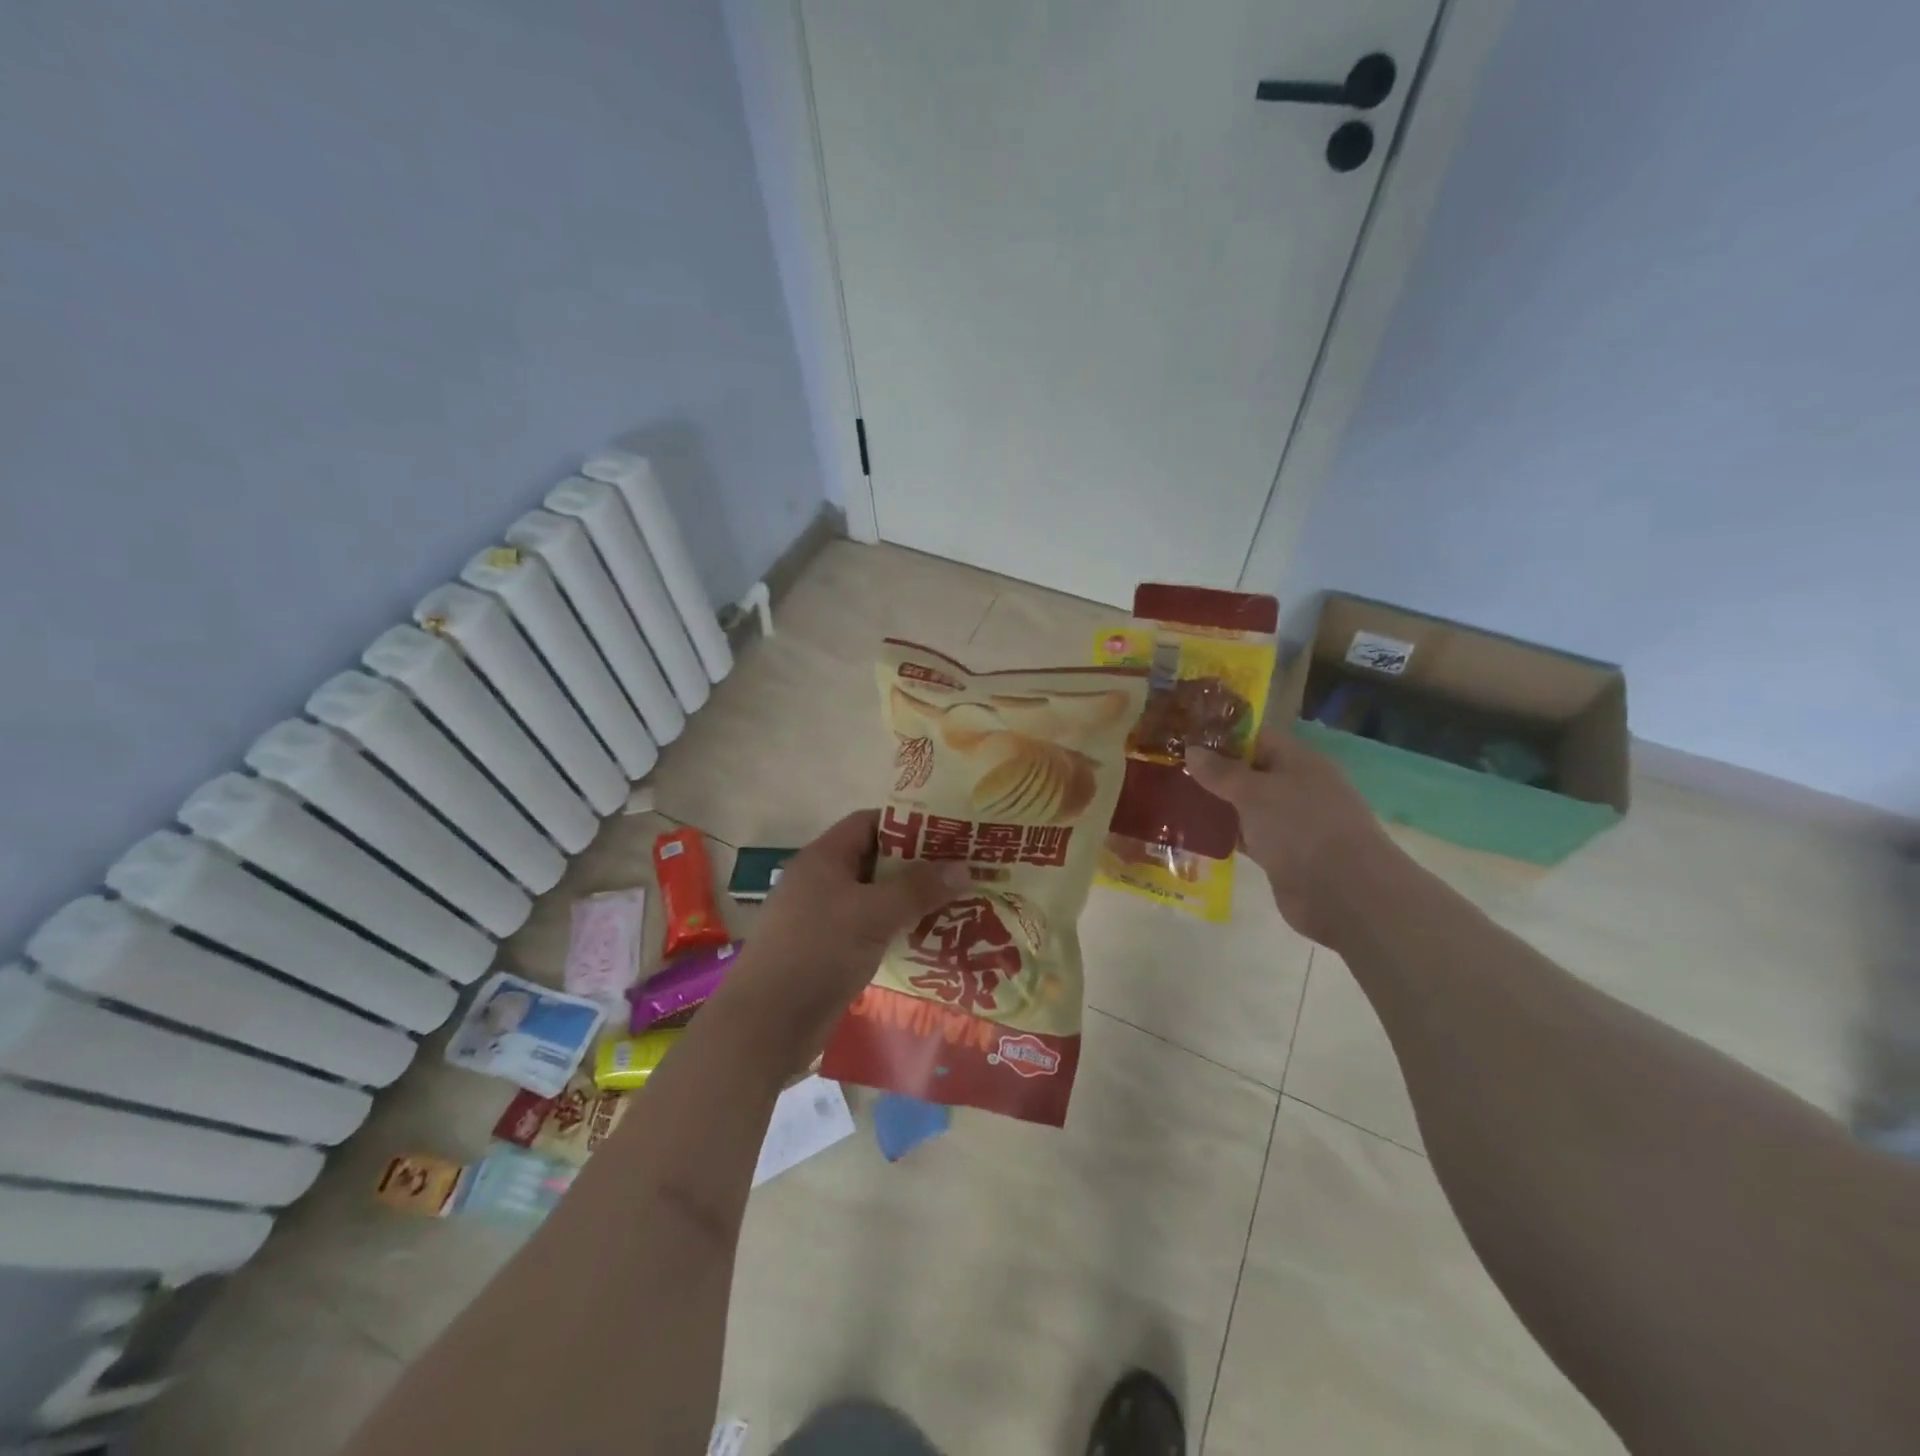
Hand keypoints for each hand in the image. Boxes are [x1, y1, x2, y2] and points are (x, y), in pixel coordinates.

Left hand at [720, 810, 970, 1056]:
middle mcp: (822, 882)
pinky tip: (932, 941)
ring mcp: (824, 919)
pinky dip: (898, 931)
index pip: (870, 823)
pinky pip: (871, 930)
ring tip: (960, 905)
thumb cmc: (816, 953)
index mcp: (824, 858)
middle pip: (877, 861)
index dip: (910, 824)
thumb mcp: (872, 915)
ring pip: (876, 899)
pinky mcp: (830, 952)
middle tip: (965, 871)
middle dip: (919, 866)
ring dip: (912, 902)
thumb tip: (964, 867)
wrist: (765, 1026)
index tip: (950, 833)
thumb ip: (917, 888)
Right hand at [1187, 730, 1403, 947]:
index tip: (1184, 738)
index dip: (1222, 737)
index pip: (1256, 738)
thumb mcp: (1255, 792)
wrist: (1343, 893)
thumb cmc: (1301, 827)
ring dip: (1216, 805)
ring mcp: (1290, 823)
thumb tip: (1191, 750)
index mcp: (1299, 761)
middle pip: (1249, 772)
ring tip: (1173, 800)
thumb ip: (1221, 772)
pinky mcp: (1282, 854)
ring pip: (1246, 807)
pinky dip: (1225, 835)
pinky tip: (1193, 834)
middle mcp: (1297, 787)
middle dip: (1213, 772)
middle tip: (1170, 770)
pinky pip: (1248, 836)